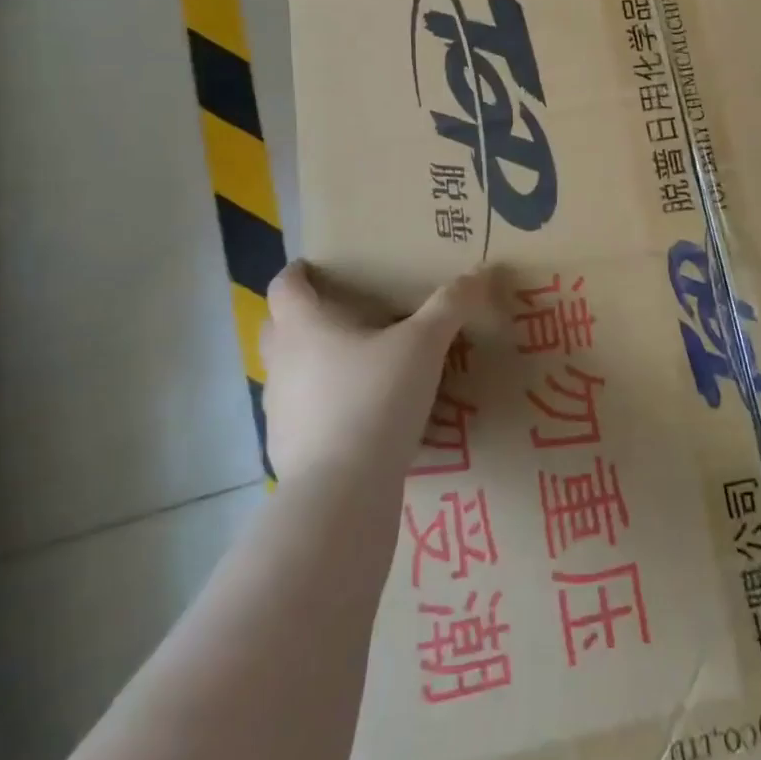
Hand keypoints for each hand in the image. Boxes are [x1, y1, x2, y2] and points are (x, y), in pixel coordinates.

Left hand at [259, 261, 486, 482]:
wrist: (341, 492)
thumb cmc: (375, 399)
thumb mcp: (423, 345)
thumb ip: (451, 306)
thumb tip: (483, 271)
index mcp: (303, 326)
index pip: (286, 285)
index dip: (299, 271)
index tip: (318, 267)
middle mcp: (281, 362)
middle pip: (277, 326)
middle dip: (303, 315)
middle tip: (344, 312)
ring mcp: (278, 409)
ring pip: (289, 372)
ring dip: (312, 362)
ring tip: (356, 364)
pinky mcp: (287, 449)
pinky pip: (302, 413)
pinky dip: (322, 405)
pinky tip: (358, 414)